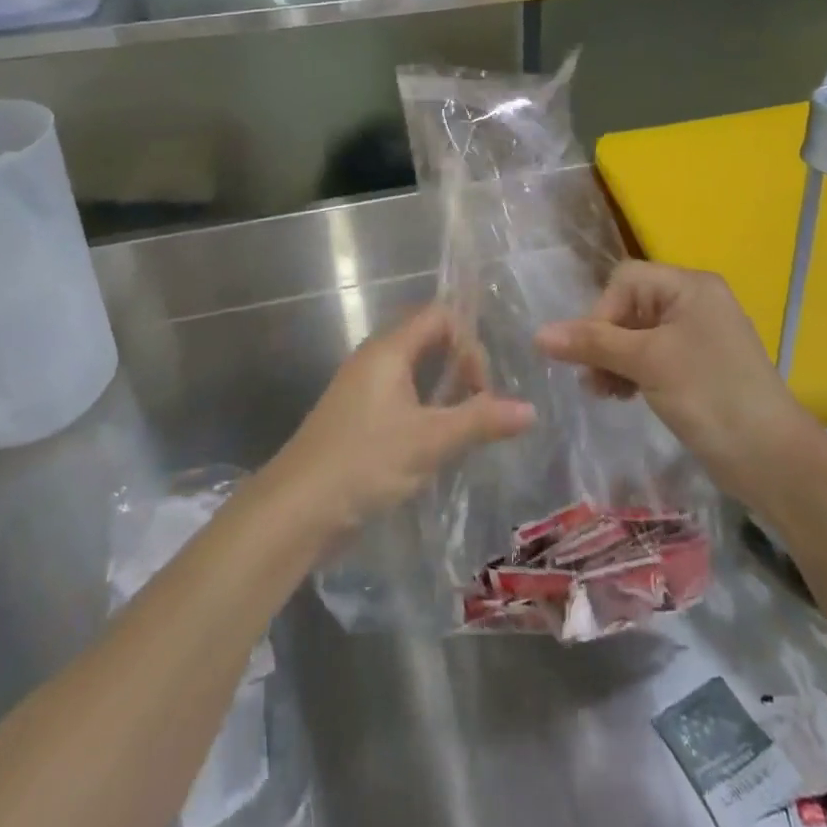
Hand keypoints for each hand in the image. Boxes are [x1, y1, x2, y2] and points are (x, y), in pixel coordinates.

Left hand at [265, 305, 534, 538]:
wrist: (296, 510)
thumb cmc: (364, 462)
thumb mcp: (430, 441)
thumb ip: (481, 421)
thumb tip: (530, 410)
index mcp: (388, 351)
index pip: (439, 316)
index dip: (469, 341)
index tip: (482, 385)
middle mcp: (373, 360)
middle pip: (427, 340)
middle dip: (460, 365)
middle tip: (480, 403)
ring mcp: (362, 389)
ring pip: (414, 371)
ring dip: (443, 390)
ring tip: (466, 424)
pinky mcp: (357, 418)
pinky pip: (400, 396)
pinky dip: (425, 409)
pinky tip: (437, 443)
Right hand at [536, 262, 822, 502]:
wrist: (773, 459)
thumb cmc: (710, 397)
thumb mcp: (647, 363)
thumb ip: (593, 343)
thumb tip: (538, 334)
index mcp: (689, 286)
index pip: (625, 281)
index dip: (601, 313)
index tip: (593, 354)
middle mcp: (694, 302)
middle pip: (628, 307)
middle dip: (605, 341)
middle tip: (594, 380)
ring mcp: (697, 335)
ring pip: (636, 335)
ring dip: (613, 359)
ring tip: (605, 392)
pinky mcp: (697, 366)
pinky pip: (651, 357)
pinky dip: (632, 372)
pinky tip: (622, 396)